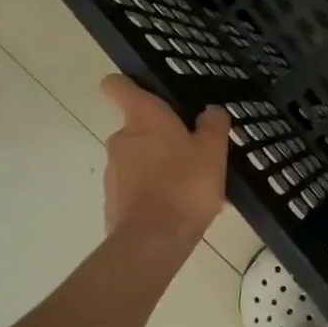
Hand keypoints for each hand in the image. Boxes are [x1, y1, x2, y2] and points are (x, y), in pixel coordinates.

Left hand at [100, 75, 229, 248]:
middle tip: (195, 151)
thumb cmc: (185, 185)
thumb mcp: (213, 150)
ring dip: (163, 166)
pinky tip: (182, 208)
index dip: (128, 83)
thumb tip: (210, 111)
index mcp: (143, 119)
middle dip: (163, 136)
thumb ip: (213, 125)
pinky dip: (157, 192)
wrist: (153, 242)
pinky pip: (139, 188)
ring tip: (195, 186)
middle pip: (138, 127)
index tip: (148, 90)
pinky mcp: (114, 201)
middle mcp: (121, 139)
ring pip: (141, 160)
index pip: (118, 86)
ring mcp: (114, 172)